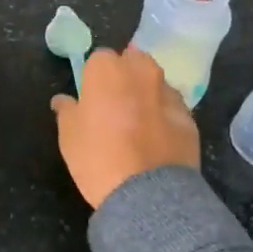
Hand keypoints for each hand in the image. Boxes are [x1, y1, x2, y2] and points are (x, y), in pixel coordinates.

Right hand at [51, 47, 200, 207]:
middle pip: (132, 62)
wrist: (147, 192)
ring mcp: (169, 92)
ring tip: (137, 124)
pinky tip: (156, 140)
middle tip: (114, 105)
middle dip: (125, 76)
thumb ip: (66, 110)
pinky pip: (171, 108)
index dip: (94, 77)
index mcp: (107, 69)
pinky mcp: (189, 116)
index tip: (91, 98)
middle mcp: (141, 71)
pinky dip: (164, 116)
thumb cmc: (97, 156)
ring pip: (155, 83)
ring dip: (146, 94)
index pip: (99, 59)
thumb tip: (63, 100)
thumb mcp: (68, 135)